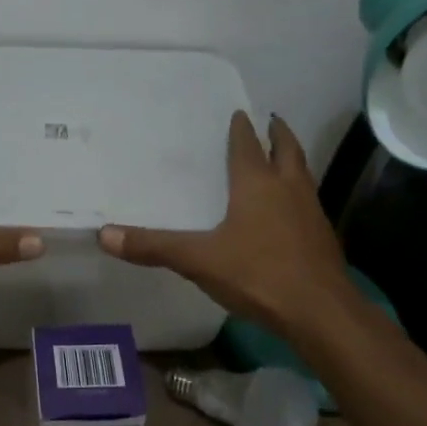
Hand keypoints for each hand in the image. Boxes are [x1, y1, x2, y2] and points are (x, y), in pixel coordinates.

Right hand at [99, 112, 351, 335]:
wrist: (321, 312)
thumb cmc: (258, 274)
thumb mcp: (198, 260)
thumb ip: (154, 246)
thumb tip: (104, 234)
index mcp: (257, 184)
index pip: (248, 145)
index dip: (241, 128)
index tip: (238, 112)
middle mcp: (288, 189)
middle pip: (287, 149)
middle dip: (278, 133)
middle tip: (269, 121)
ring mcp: (310, 212)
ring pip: (302, 174)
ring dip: (291, 161)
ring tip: (280, 157)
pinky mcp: (322, 237)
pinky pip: (307, 202)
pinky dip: (297, 192)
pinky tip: (288, 209)